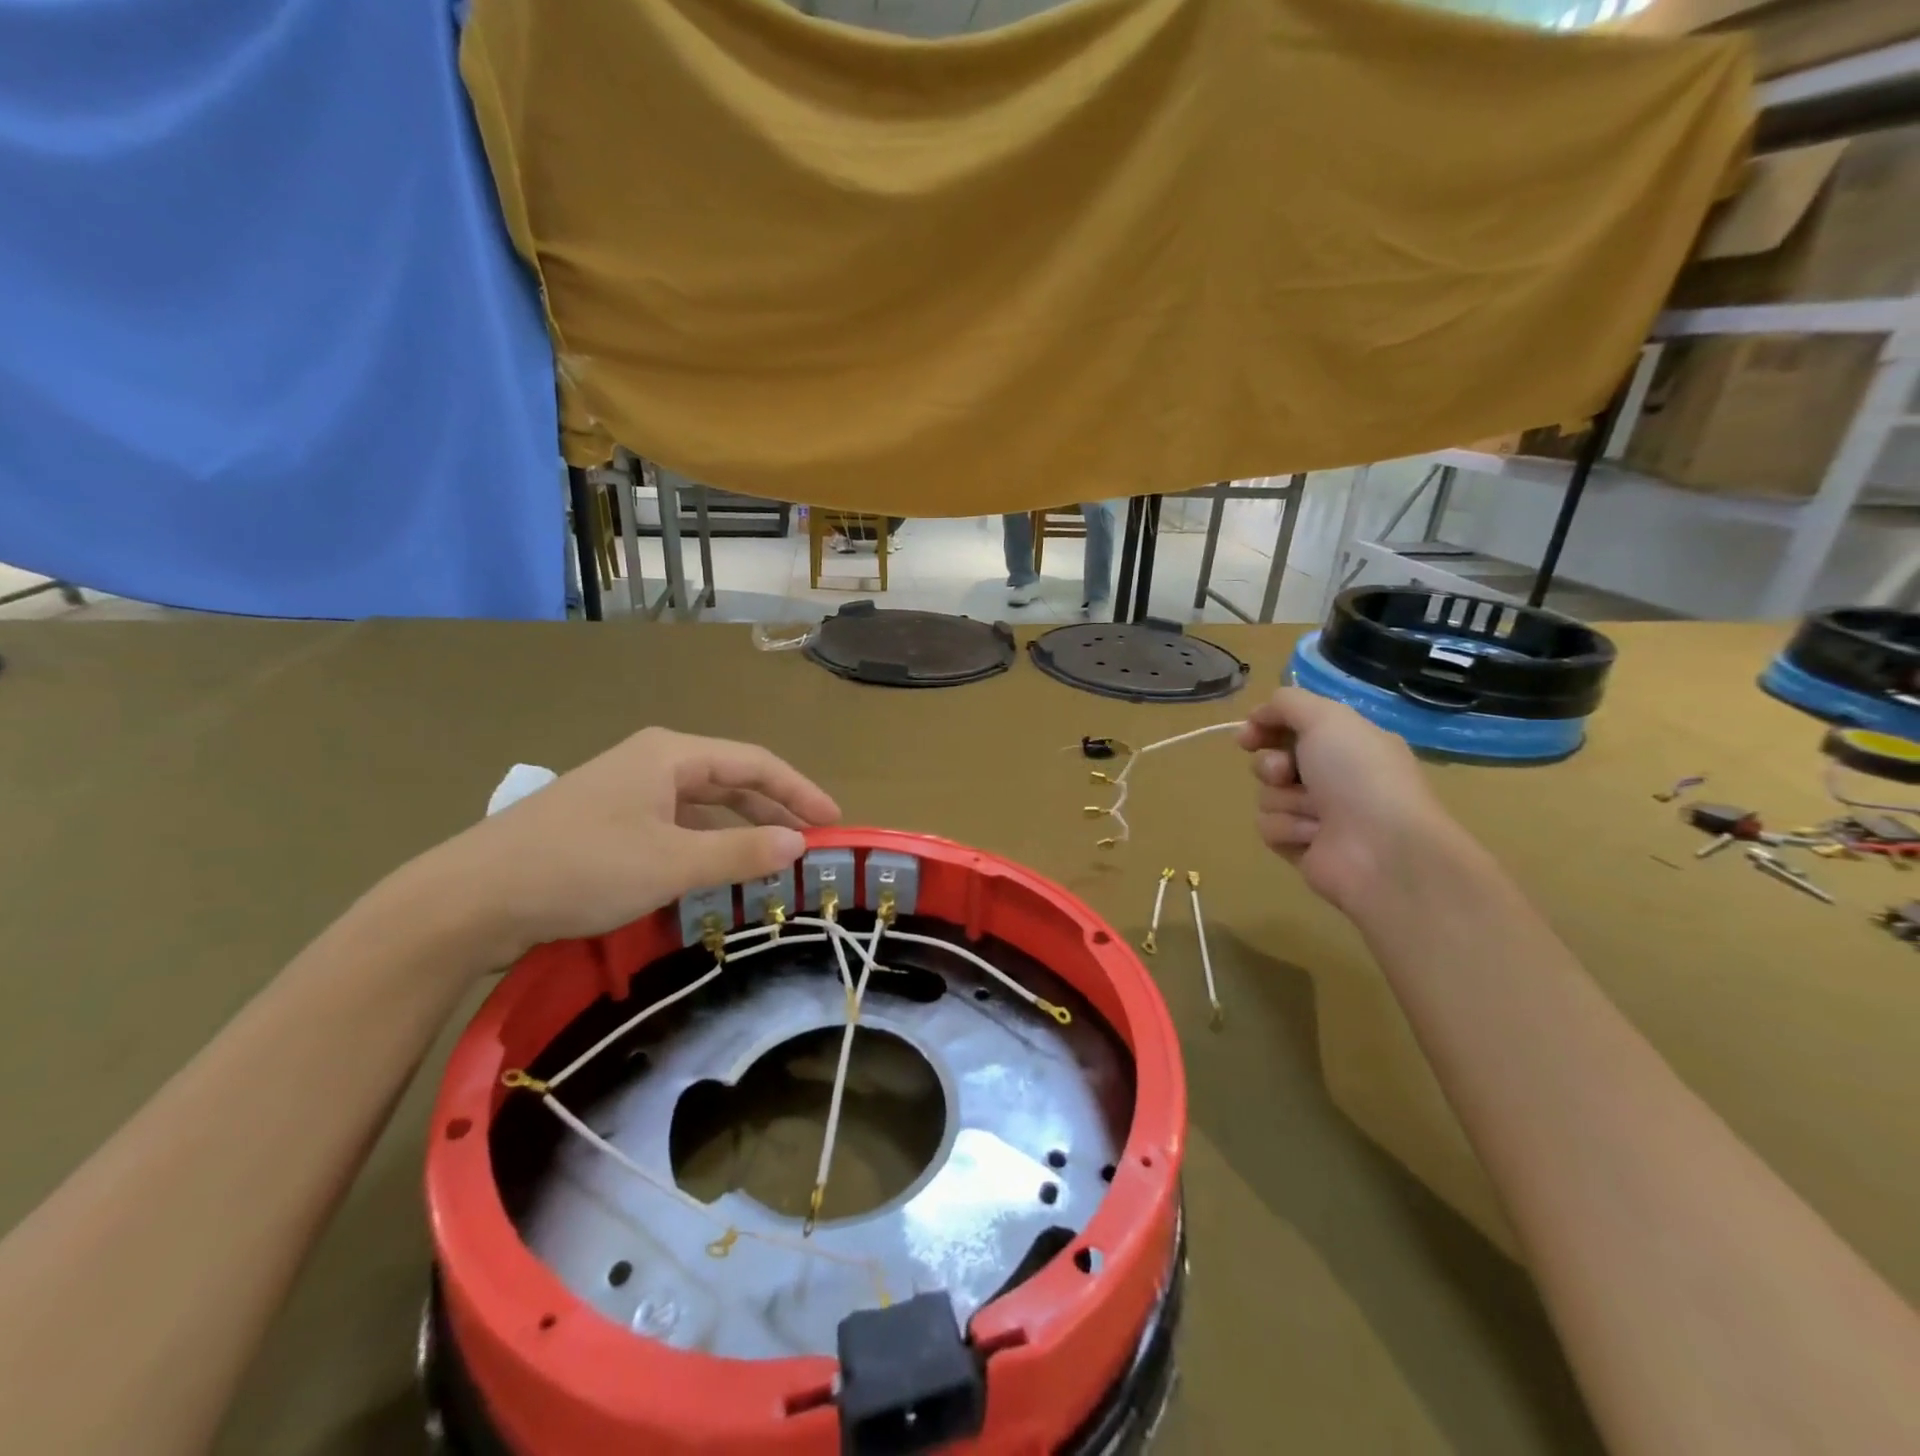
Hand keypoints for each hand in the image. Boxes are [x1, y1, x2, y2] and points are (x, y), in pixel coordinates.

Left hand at [417, 727, 839, 964]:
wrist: (470, 899)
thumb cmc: (581, 867)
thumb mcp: (672, 863)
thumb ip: (741, 853)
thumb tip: (799, 844)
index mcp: (671, 754)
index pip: (755, 762)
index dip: (800, 790)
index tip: (834, 821)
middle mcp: (652, 763)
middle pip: (731, 780)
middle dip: (774, 808)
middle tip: (811, 842)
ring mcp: (626, 794)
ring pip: (702, 806)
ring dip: (740, 829)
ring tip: (774, 859)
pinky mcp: (607, 824)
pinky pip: (675, 827)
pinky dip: (705, 845)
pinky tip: (716, 872)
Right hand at [1237, 687, 1457, 913]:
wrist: (1382, 850)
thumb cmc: (1359, 776)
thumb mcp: (1327, 719)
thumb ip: (1288, 703)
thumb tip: (1258, 714)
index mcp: (1348, 743)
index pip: (1293, 726)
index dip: (1266, 726)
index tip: (1248, 734)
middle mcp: (1333, 777)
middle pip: (1272, 761)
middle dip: (1271, 765)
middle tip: (1286, 772)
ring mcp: (1318, 814)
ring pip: (1267, 795)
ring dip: (1285, 800)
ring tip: (1316, 813)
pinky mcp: (1303, 846)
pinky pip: (1269, 828)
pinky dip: (1288, 829)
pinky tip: (1314, 836)